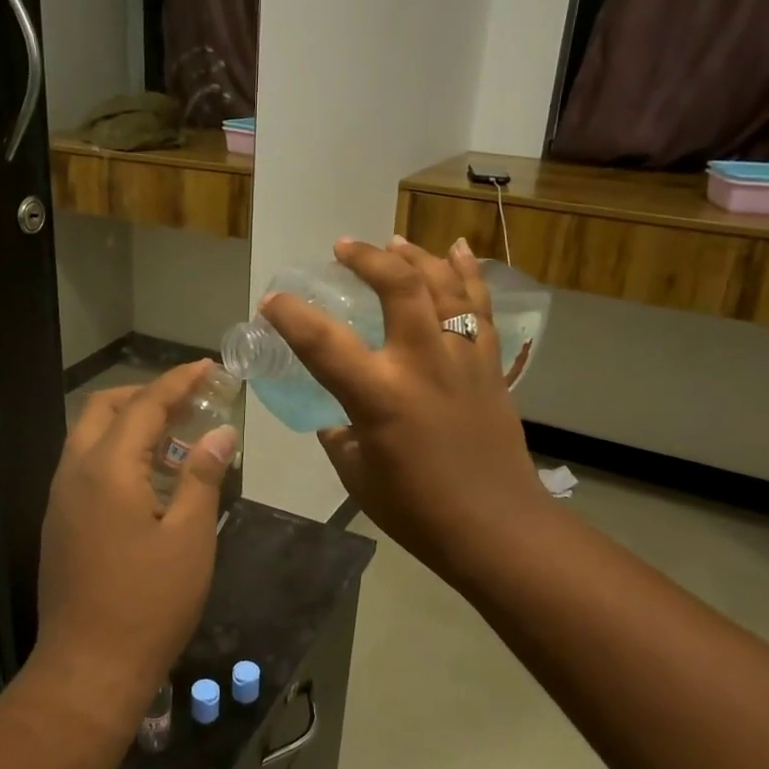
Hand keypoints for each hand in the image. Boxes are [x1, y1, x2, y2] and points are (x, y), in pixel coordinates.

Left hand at [31, 361, 236, 728]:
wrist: (88, 668)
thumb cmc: (148, 602)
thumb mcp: (189, 536)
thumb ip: (202, 476)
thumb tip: (221, 433)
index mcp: (106, 469)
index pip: (144, 405)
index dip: (178, 382)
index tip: (208, 367)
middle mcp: (74, 473)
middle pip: (104, 410)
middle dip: (146, 395)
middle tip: (189, 401)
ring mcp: (60, 500)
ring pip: (90, 438)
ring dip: (129, 424)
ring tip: (175, 437)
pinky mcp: (59, 524)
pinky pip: (86, 467)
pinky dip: (116, 454)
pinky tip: (149, 479)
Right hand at [261, 237, 546, 588]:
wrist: (496, 527)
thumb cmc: (418, 510)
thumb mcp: (357, 475)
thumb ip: (340, 435)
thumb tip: (336, 416)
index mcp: (379, 397)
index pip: (323, 344)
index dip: (291, 315)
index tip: (272, 300)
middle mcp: (422, 364)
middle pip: (399, 287)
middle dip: (367, 258)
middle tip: (343, 249)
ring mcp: (462, 359)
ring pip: (443, 285)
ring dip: (415, 256)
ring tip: (392, 241)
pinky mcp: (489, 365)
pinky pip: (480, 306)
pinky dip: (467, 273)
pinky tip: (454, 249)